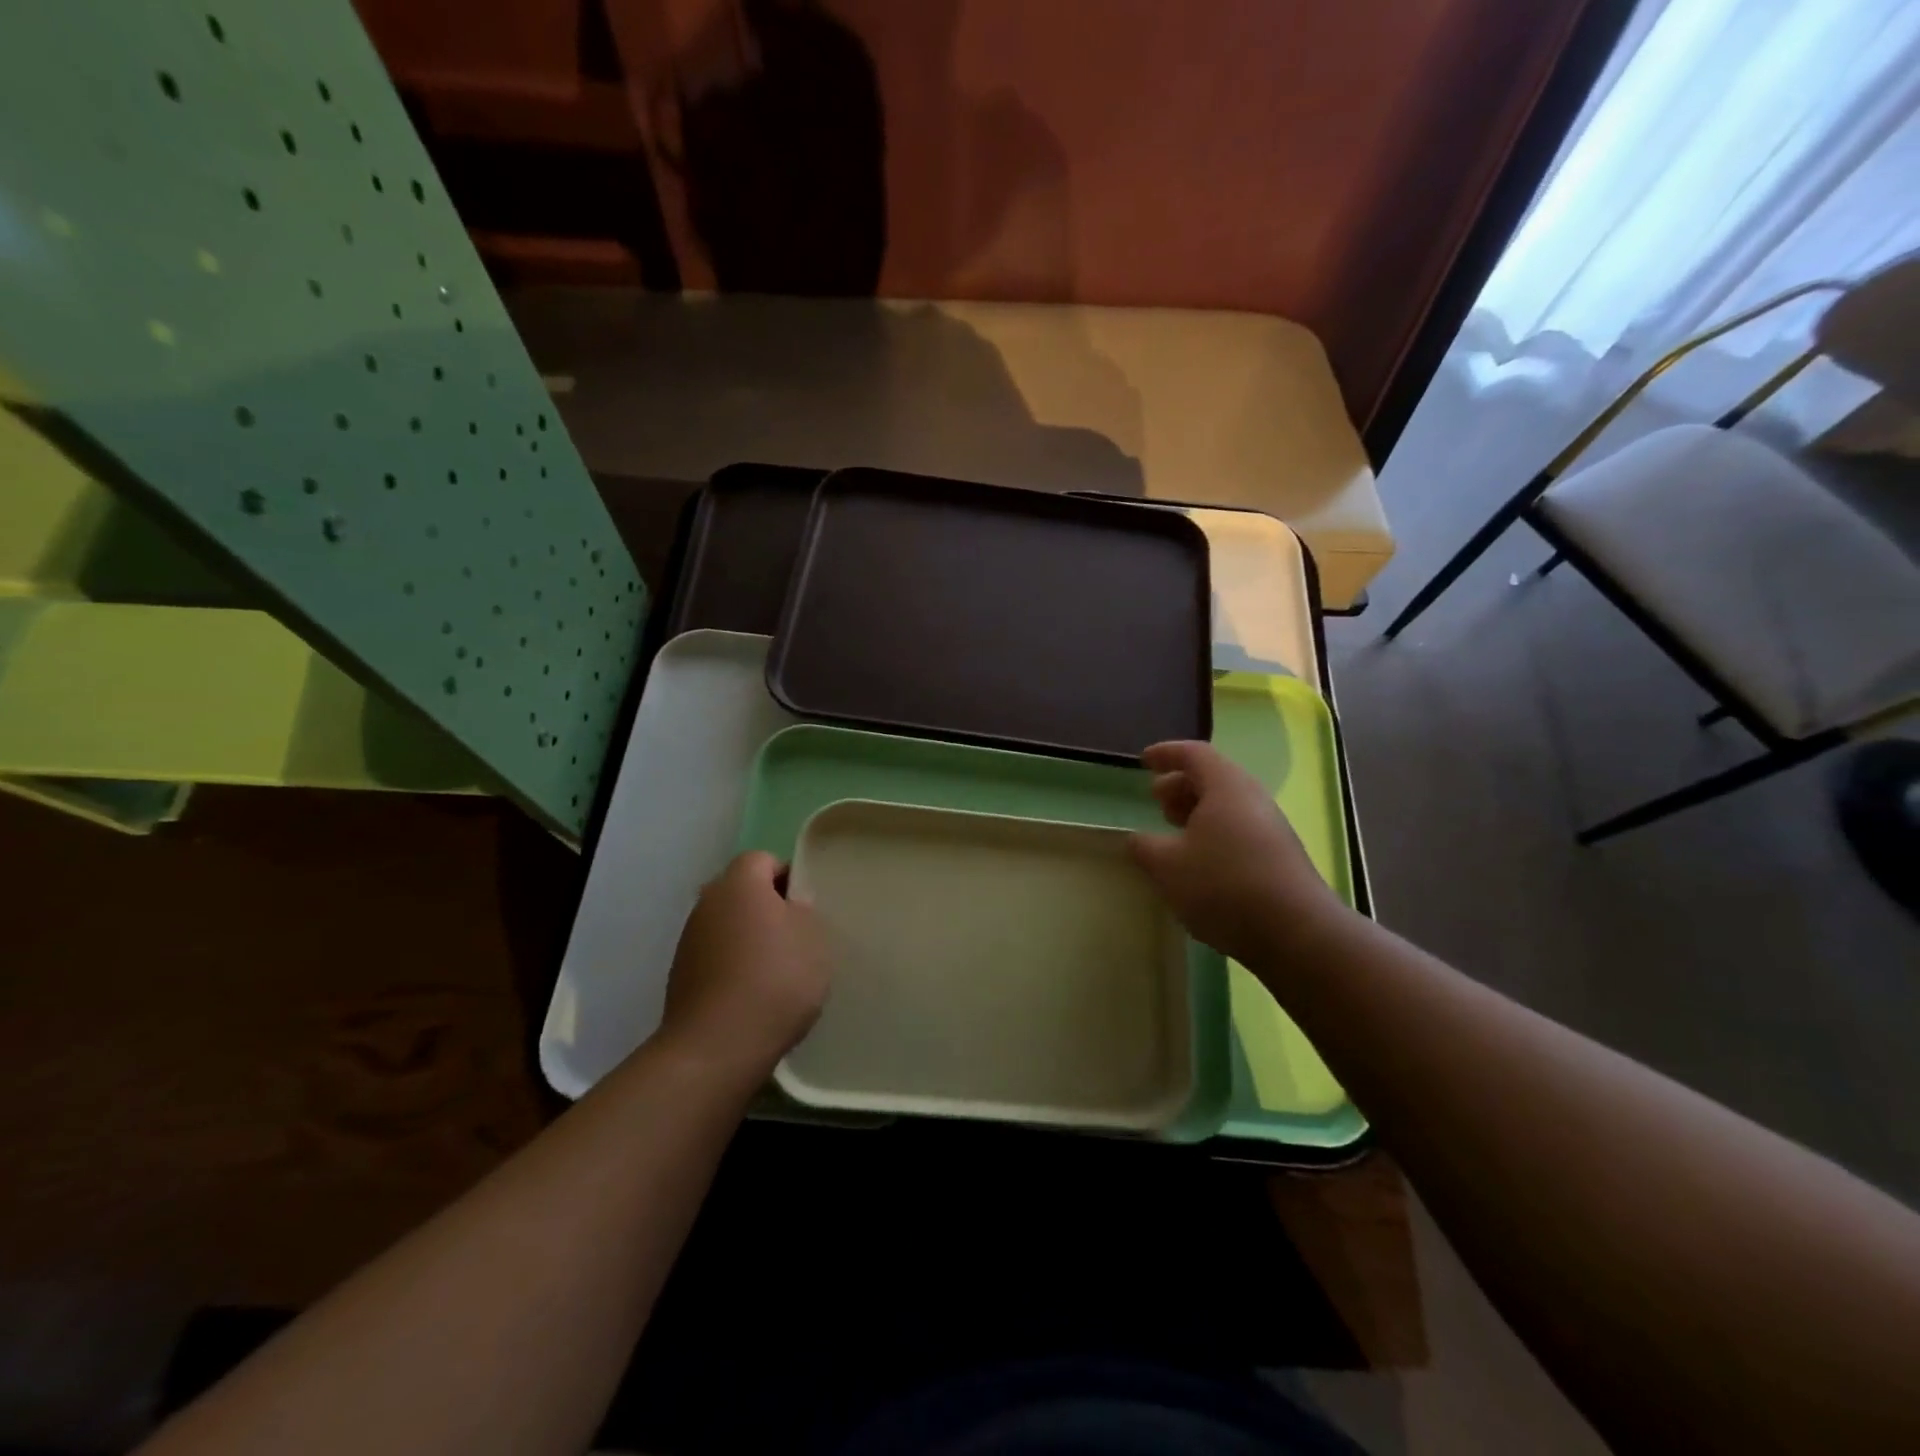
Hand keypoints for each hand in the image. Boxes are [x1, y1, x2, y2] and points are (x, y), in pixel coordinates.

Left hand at [659, 851, 830, 1083]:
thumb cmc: (776, 980)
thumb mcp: (813, 939)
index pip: (763, 860)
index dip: (787, 877)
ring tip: (776, 971)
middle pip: (742, 891)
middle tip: (795, 936)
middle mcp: (707, 902)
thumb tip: (790, 905)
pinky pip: (715, 956)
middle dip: (767, 908)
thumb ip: (804, 911)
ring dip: (748, 938)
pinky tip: (752, 994)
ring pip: (727, 924)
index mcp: (739, 882)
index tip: (806, 907)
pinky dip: (732, 966)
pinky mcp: (680, 975)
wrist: (717, 1047)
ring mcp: (688, 940)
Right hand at [1129, 740, 1345, 965]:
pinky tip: (1199, 863)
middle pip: (1213, 778)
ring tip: (1173, 832)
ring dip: (1197, 812)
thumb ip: (1145, 847)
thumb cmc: (1223, 884)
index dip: (1167, 754)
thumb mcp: (1167, 865)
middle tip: (1156, 800)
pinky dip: (1213, 834)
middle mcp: (1252, 799)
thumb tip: (1139, 839)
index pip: (1194, 754)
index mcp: (1226, 786)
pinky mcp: (1279, 857)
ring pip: (1227, 807)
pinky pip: (1239, 831)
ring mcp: (1271, 828)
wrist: (1296, 932)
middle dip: (1181, 785)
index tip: (1145, 762)